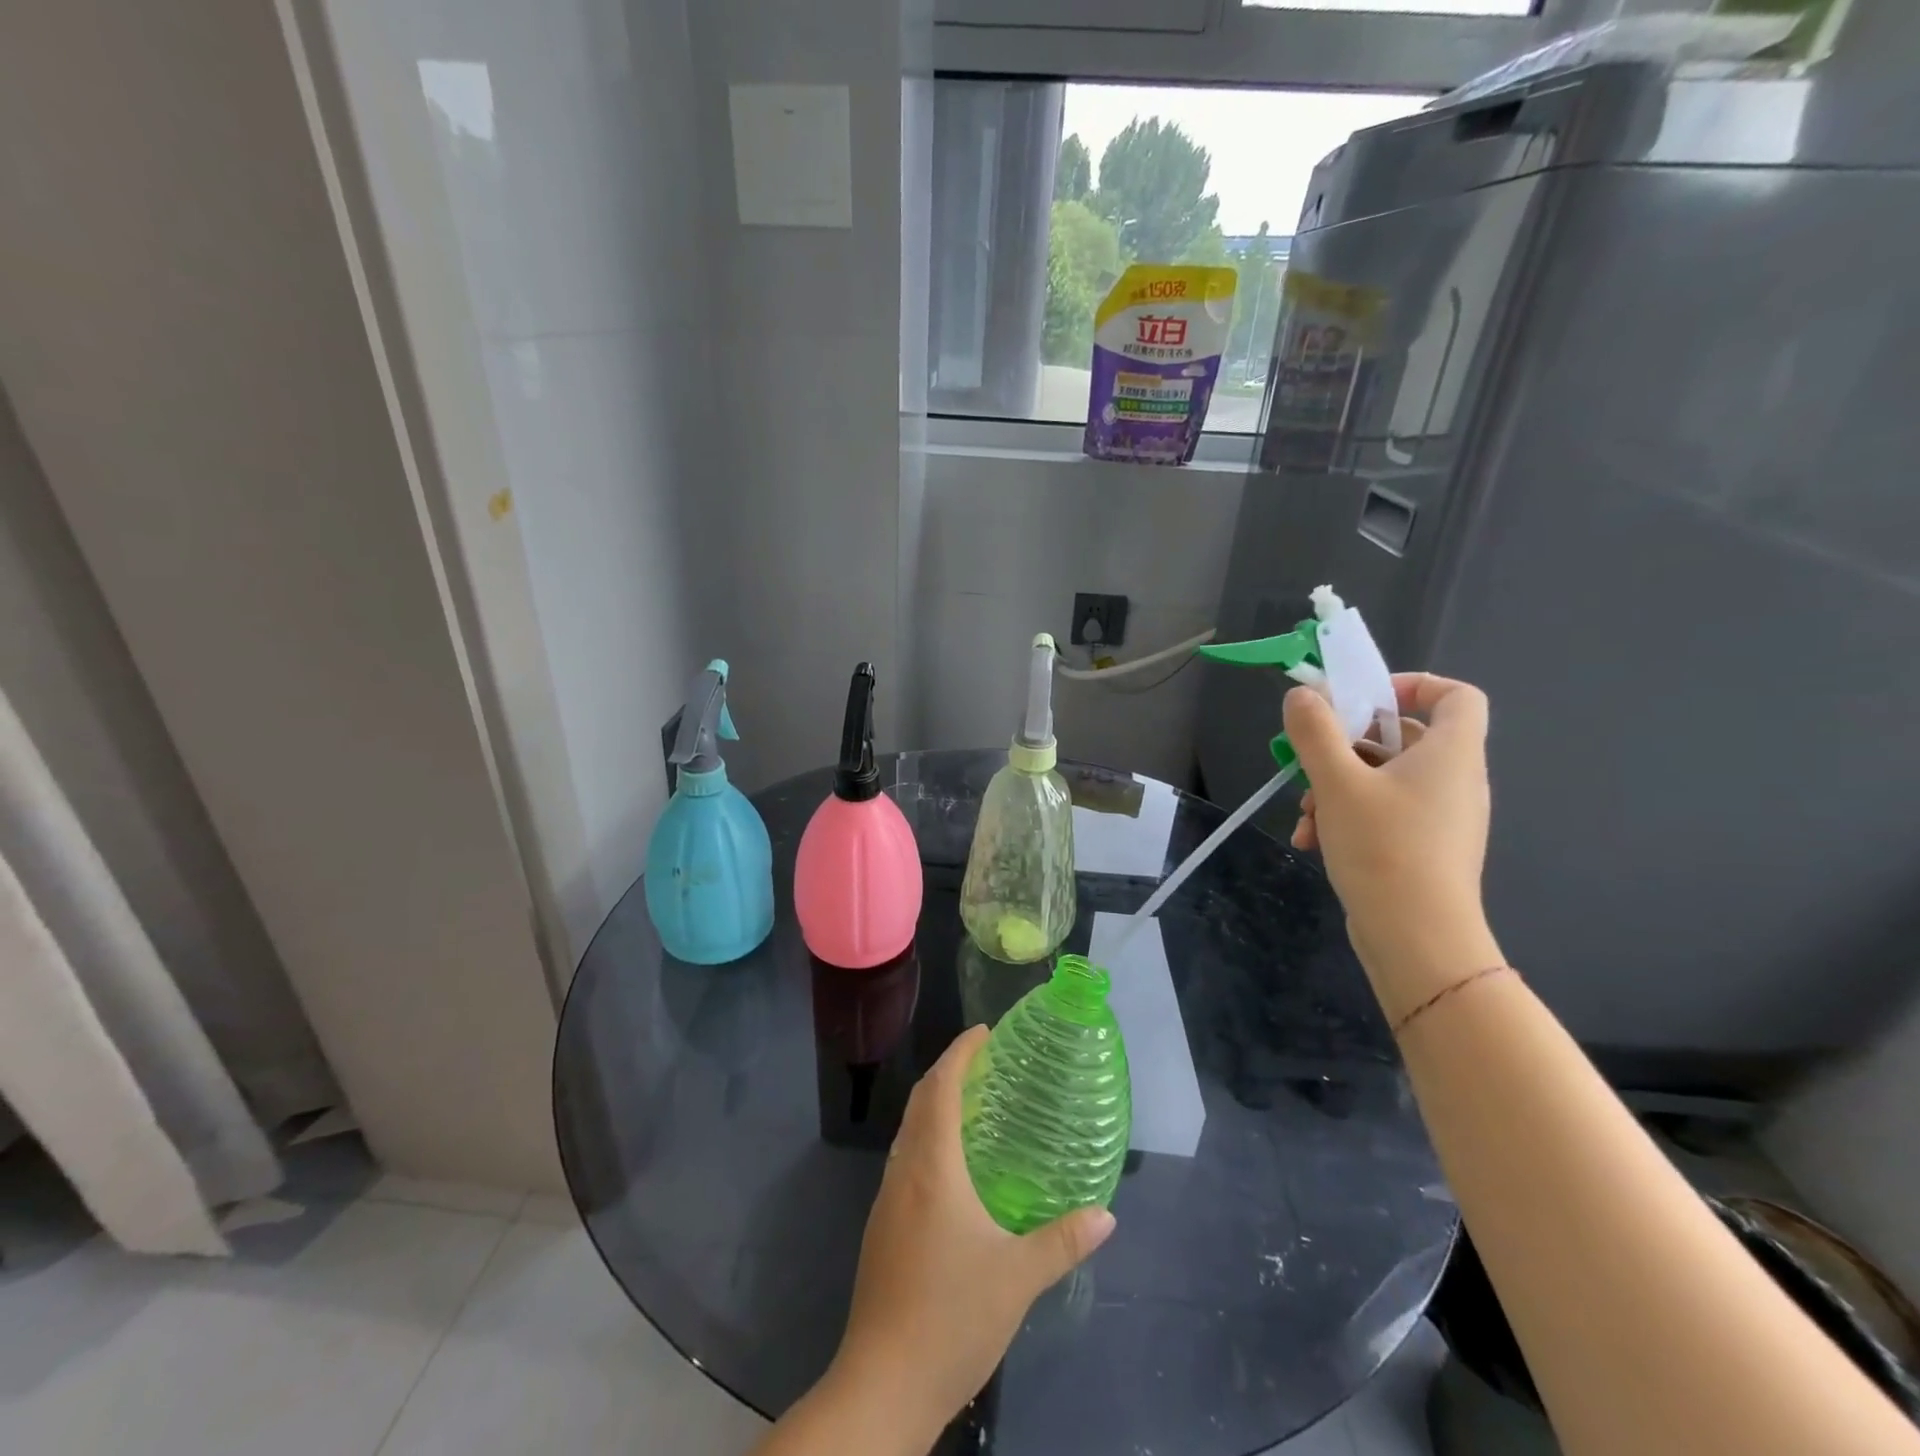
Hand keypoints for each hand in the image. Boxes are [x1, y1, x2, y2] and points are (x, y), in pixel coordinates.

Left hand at [830, 1026, 1116, 1434]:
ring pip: (910, 1131)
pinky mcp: (882, 1228)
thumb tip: (1106, 1215)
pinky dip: (929, 1140)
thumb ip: (1063, 1241)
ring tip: (975, 1106)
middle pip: (921, 1101)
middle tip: (986, 1062)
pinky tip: (954, 1169)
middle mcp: (904, 1171)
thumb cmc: (951, 1316)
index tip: (984, 1032)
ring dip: (936, 1106)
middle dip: (948, 1072)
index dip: (960, 1052)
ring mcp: (887, 1200)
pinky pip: (906, 1160)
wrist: (883, 1383)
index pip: (940, 1087)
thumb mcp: (1018, 1277)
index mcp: (932, 1166)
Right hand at [1285, 673, 1501, 1020]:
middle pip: (1402, 737)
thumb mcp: (1337, 782)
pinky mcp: (1424, 847)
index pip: (1456, 695)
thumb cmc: (1384, 847)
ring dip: (1336, 787)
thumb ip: (1316, 732)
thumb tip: (1302, 694)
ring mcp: (1440, 817)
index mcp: (1450, 753)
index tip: (1363, 699)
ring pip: (1383, 779)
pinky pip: (1384, 812)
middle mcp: (1454, 779)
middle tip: (1309, 760)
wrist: (1417, 938)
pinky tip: (1313, 840)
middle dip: (1346, 746)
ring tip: (1306, 814)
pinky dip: (1347, 816)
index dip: (1414, 684)